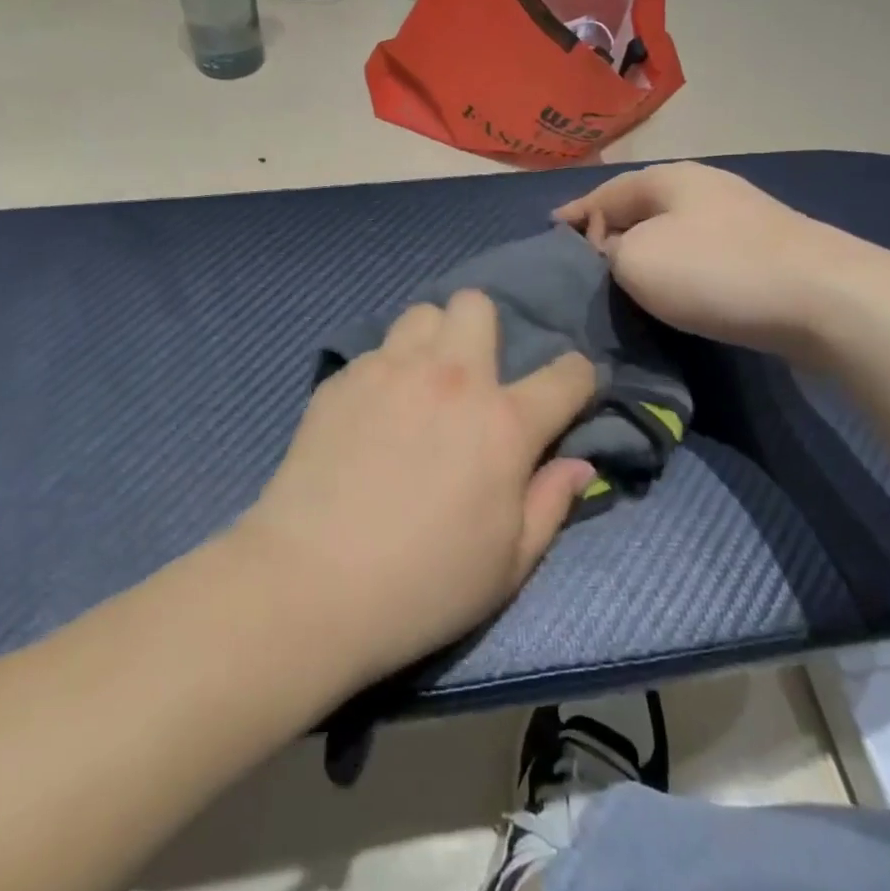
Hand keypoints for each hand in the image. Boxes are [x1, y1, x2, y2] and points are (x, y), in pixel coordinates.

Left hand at [235, 292, 597, 684]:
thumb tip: (579, 464)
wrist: (310, 585)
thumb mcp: (509, 564)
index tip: (569, 394)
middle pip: (477, 305)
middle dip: (486, 331)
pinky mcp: (341, 379)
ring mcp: (389, 371)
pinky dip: (386, 371)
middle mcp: (450, 378)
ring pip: (422, 316)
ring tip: (421, 386)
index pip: (566, 374)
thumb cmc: (424, 586)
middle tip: (474, 380)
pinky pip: (376, 351)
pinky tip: (372, 416)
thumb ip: (552, 503)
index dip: (578, 379)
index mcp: (503, 422)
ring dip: (433, 341)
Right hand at [555, 161, 875, 356]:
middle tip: (581, 266)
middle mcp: (703, 188)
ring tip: (619, 281)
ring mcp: (739, 218)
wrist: (823, 299)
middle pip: (640, 209)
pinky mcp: (764, 252)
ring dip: (644, 253)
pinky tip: (670, 291)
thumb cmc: (715, 271)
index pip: (604, 193)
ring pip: (671, 232)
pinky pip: (699, 255)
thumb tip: (615, 254)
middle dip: (608, 233)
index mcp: (668, 179)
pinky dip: (675, 269)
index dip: (574, 216)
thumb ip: (608, 254)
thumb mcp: (636, 260)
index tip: (550, 236)